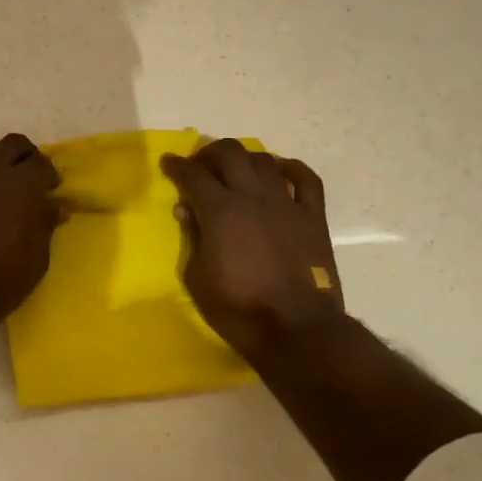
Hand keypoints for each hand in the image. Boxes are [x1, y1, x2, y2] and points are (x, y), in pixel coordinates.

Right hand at [162, 139, 343, 361]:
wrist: (295, 328)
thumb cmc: (238, 308)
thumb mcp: (197, 277)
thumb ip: (192, 237)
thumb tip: (187, 209)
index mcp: (220, 211)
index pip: (193, 175)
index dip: (177, 166)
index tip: (168, 162)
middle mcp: (253, 197)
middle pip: (230, 153)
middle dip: (210, 153)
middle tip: (201, 165)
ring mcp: (286, 203)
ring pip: (265, 160)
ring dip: (245, 158)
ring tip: (237, 169)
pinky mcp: (313, 216)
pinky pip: (306, 179)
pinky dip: (291, 168)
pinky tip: (280, 169)